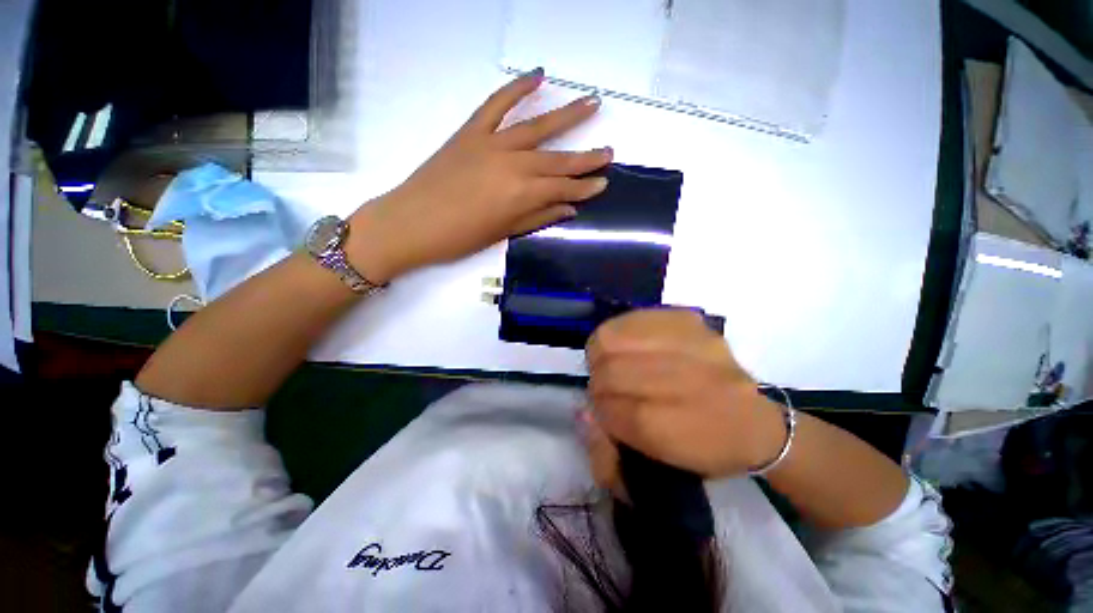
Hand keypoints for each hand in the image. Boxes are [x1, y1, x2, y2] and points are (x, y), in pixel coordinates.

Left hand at [347, 69, 612, 282]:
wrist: (411, 223)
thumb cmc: (460, 237)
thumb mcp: (504, 233)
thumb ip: (539, 217)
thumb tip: (569, 209)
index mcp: (522, 194)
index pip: (563, 188)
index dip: (585, 187)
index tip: (604, 182)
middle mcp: (514, 164)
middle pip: (558, 159)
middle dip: (586, 157)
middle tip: (609, 152)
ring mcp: (492, 143)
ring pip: (537, 127)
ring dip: (567, 115)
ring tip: (592, 103)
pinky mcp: (471, 132)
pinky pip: (497, 104)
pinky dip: (517, 88)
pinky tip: (538, 76)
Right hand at [585, 310, 786, 478]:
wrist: (756, 424)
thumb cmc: (701, 451)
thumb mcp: (654, 467)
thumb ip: (607, 447)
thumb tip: (582, 410)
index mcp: (676, 431)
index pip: (610, 409)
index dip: (599, 408)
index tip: (602, 409)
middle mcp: (687, 383)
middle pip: (612, 370)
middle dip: (598, 380)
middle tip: (606, 385)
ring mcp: (691, 344)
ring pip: (614, 338)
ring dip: (603, 353)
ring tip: (612, 361)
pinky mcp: (691, 321)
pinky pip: (633, 318)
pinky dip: (620, 331)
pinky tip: (628, 343)